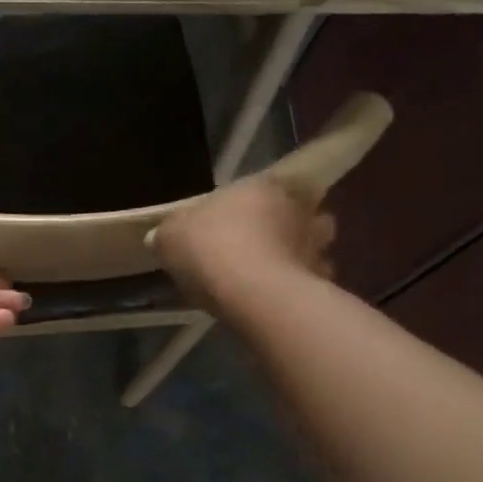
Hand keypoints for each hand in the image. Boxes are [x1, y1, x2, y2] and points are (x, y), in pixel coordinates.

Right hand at [151, 175, 336, 310]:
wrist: (251, 293)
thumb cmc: (210, 248)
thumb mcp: (171, 236)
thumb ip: (168, 232)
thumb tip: (160, 235)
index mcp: (264, 186)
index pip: (270, 183)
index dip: (255, 201)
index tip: (238, 217)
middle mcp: (297, 209)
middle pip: (300, 212)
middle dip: (287, 224)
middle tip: (259, 243)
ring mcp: (316, 246)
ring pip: (314, 246)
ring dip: (298, 255)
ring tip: (271, 273)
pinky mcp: (322, 281)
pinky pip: (311, 279)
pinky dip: (298, 286)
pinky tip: (276, 298)